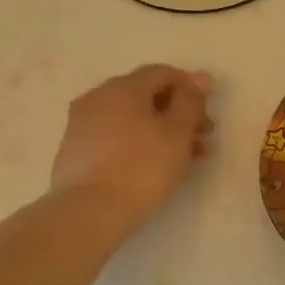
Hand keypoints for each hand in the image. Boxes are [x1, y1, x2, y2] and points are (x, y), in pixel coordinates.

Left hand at [50, 65, 213, 232]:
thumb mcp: (177, 132)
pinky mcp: (76, 151)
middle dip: (179, 113)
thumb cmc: (141, 168)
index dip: (191, 87)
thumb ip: (191, 101)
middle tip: (203, 138)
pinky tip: (155, 167)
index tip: (209, 112)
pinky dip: (139, 144)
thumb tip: (199, 79)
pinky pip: (116, 138)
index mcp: (123, 87)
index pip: (162, 73)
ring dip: (162, 132)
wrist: (88, 212)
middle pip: (146, 96)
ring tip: (187, 158)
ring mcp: (82, 124)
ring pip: (132, 119)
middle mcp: (98, 97)